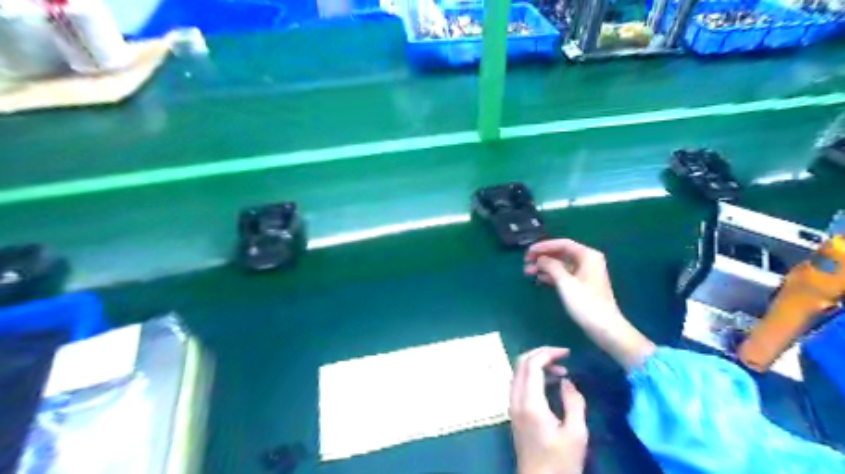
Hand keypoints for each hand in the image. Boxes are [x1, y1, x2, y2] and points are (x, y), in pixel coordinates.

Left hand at [507, 346, 588, 473]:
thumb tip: (566, 380)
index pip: (532, 364)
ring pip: (518, 372)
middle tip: (562, 356)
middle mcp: (516, 399)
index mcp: (530, 402)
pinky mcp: (514, 412)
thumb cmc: (561, 462)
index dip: (548, 353)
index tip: (567, 352)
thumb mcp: (576, 434)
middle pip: (521, 363)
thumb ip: (573, 402)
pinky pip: (519, 383)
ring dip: (537, 365)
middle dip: (541, 354)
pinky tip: (550, 384)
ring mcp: (512, 405)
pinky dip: (533, 376)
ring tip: (561, 371)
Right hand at [527, 240, 618, 306]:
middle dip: (543, 257)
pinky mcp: (581, 285)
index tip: (528, 252)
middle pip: (561, 253)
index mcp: (587, 255)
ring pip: (560, 264)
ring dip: (544, 267)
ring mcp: (584, 273)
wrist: (604, 328)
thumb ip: (551, 266)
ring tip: (528, 272)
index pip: (562, 244)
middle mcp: (587, 261)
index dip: (544, 246)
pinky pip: (563, 274)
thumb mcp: (566, 282)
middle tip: (526, 262)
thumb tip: (540, 258)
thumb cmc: (586, 303)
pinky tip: (539, 279)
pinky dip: (551, 275)